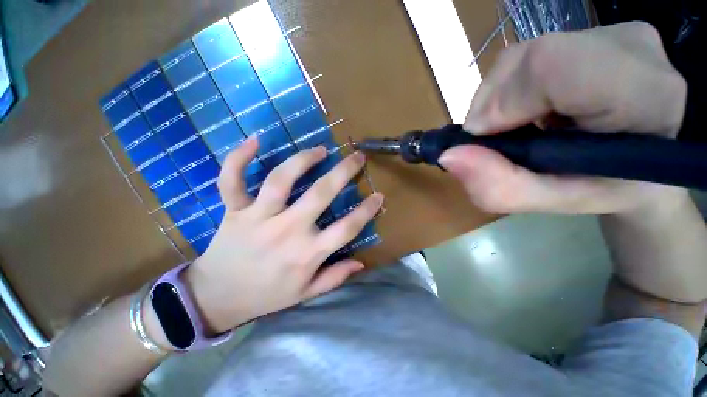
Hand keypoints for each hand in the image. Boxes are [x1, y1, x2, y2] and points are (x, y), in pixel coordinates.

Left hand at [183, 139, 382, 333]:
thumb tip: (361, 262)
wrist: (217, 299)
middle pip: (321, 194)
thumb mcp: (305, 294)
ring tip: (320, 150)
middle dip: (344, 172)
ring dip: (303, 159)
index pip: (347, 228)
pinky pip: (232, 180)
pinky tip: (255, 140)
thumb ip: (335, 277)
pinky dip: (239, 158)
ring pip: (281, 179)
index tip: (379, 196)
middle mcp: (287, 230)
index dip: (367, 210)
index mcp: (307, 253)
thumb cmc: (266, 296)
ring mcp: (258, 218)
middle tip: (357, 156)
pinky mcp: (234, 211)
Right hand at [439, 22, 688, 214]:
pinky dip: (512, 86)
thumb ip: (498, 187)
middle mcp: (635, 49)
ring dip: (500, 96)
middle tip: (497, 138)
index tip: (484, 137)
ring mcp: (618, 32)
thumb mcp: (550, 202)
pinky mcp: (600, 30)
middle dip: (494, 103)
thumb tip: (449, 156)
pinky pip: (532, 52)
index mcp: (645, 98)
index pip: (554, 66)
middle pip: (533, 57)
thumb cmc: (605, 188)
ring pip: (526, 53)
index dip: (504, 100)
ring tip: (514, 125)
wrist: (644, 161)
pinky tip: (527, 108)